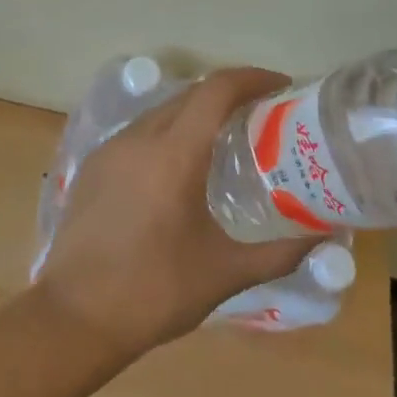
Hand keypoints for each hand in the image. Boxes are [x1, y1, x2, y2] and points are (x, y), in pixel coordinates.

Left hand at [34, 68, 315, 356]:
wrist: (73, 318)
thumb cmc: (154, 292)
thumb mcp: (224, 274)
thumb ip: (279, 254)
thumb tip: (324, 239)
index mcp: (175, 153)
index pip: (217, 89)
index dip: (252, 78)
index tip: (281, 85)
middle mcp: (141, 137)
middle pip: (192, 94)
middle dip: (229, 93)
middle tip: (261, 114)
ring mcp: (112, 148)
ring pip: (163, 110)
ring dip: (196, 111)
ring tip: (224, 138)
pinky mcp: (94, 164)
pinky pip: (140, 131)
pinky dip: (168, 131)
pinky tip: (178, 166)